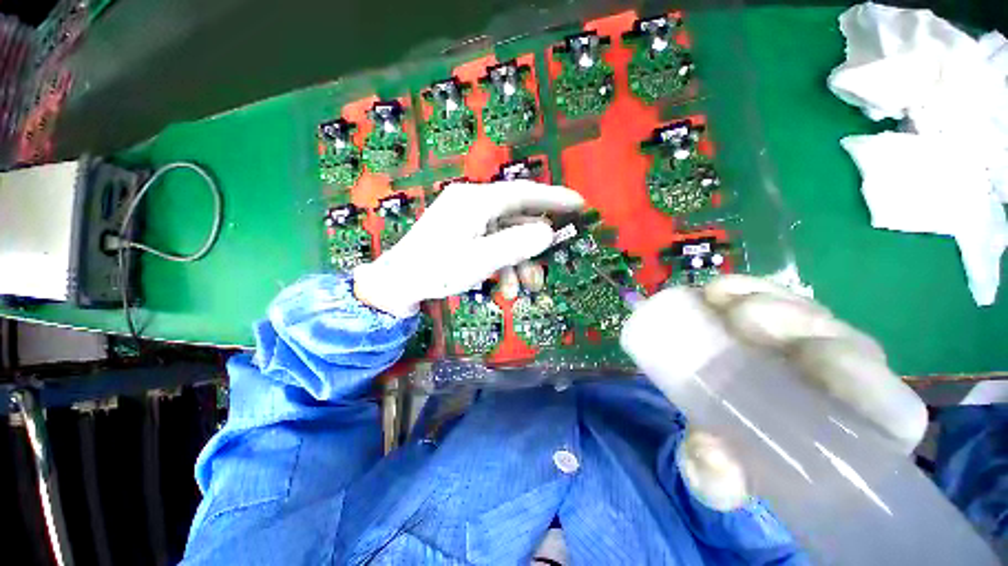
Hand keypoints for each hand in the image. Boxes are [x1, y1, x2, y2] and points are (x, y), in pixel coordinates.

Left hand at [353, 180, 584, 317]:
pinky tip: (505, 287)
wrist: (399, 283)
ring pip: (506, 235)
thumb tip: (548, 232)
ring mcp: (468, 218)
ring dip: (518, 263)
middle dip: (534, 247)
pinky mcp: (464, 232)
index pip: (524, 192)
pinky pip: (493, 243)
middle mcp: (474, 203)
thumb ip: (516, 244)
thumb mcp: (481, 260)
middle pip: (517, 218)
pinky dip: (503, 263)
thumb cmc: (437, 269)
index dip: (554, 198)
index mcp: (477, 201)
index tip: (579, 204)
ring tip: (521, 291)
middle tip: (548, 266)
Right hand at [621, 275, 927, 510]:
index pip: (892, 410)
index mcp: (852, 435)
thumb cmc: (737, 455)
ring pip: (808, 313)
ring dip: (766, 300)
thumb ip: (716, 479)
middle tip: (741, 321)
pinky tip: (717, 291)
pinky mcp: (773, 322)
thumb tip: (714, 459)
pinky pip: (772, 295)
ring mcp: (810, 347)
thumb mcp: (721, 477)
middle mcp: (844, 385)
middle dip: (798, 325)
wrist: (715, 420)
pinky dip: (746, 288)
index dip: (865, 380)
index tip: (809, 359)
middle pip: (844, 342)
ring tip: (718, 300)